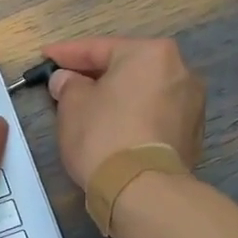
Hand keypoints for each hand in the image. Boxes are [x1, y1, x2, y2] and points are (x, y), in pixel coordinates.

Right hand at [43, 36, 205, 187]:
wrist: (142, 189)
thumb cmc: (103, 135)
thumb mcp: (72, 105)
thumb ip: (68, 84)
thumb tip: (67, 80)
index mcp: (151, 54)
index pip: (99, 48)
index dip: (66, 53)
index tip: (45, 57)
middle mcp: (180, 71)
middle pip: (126, 68)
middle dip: (95, 75)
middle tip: (65, 82)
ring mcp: (191, 105)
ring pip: (143, 93)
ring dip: (116, 97)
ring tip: (88, 109)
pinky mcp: (191, 136)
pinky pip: (153, 116)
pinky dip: (133, 118)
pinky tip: (112, 130)